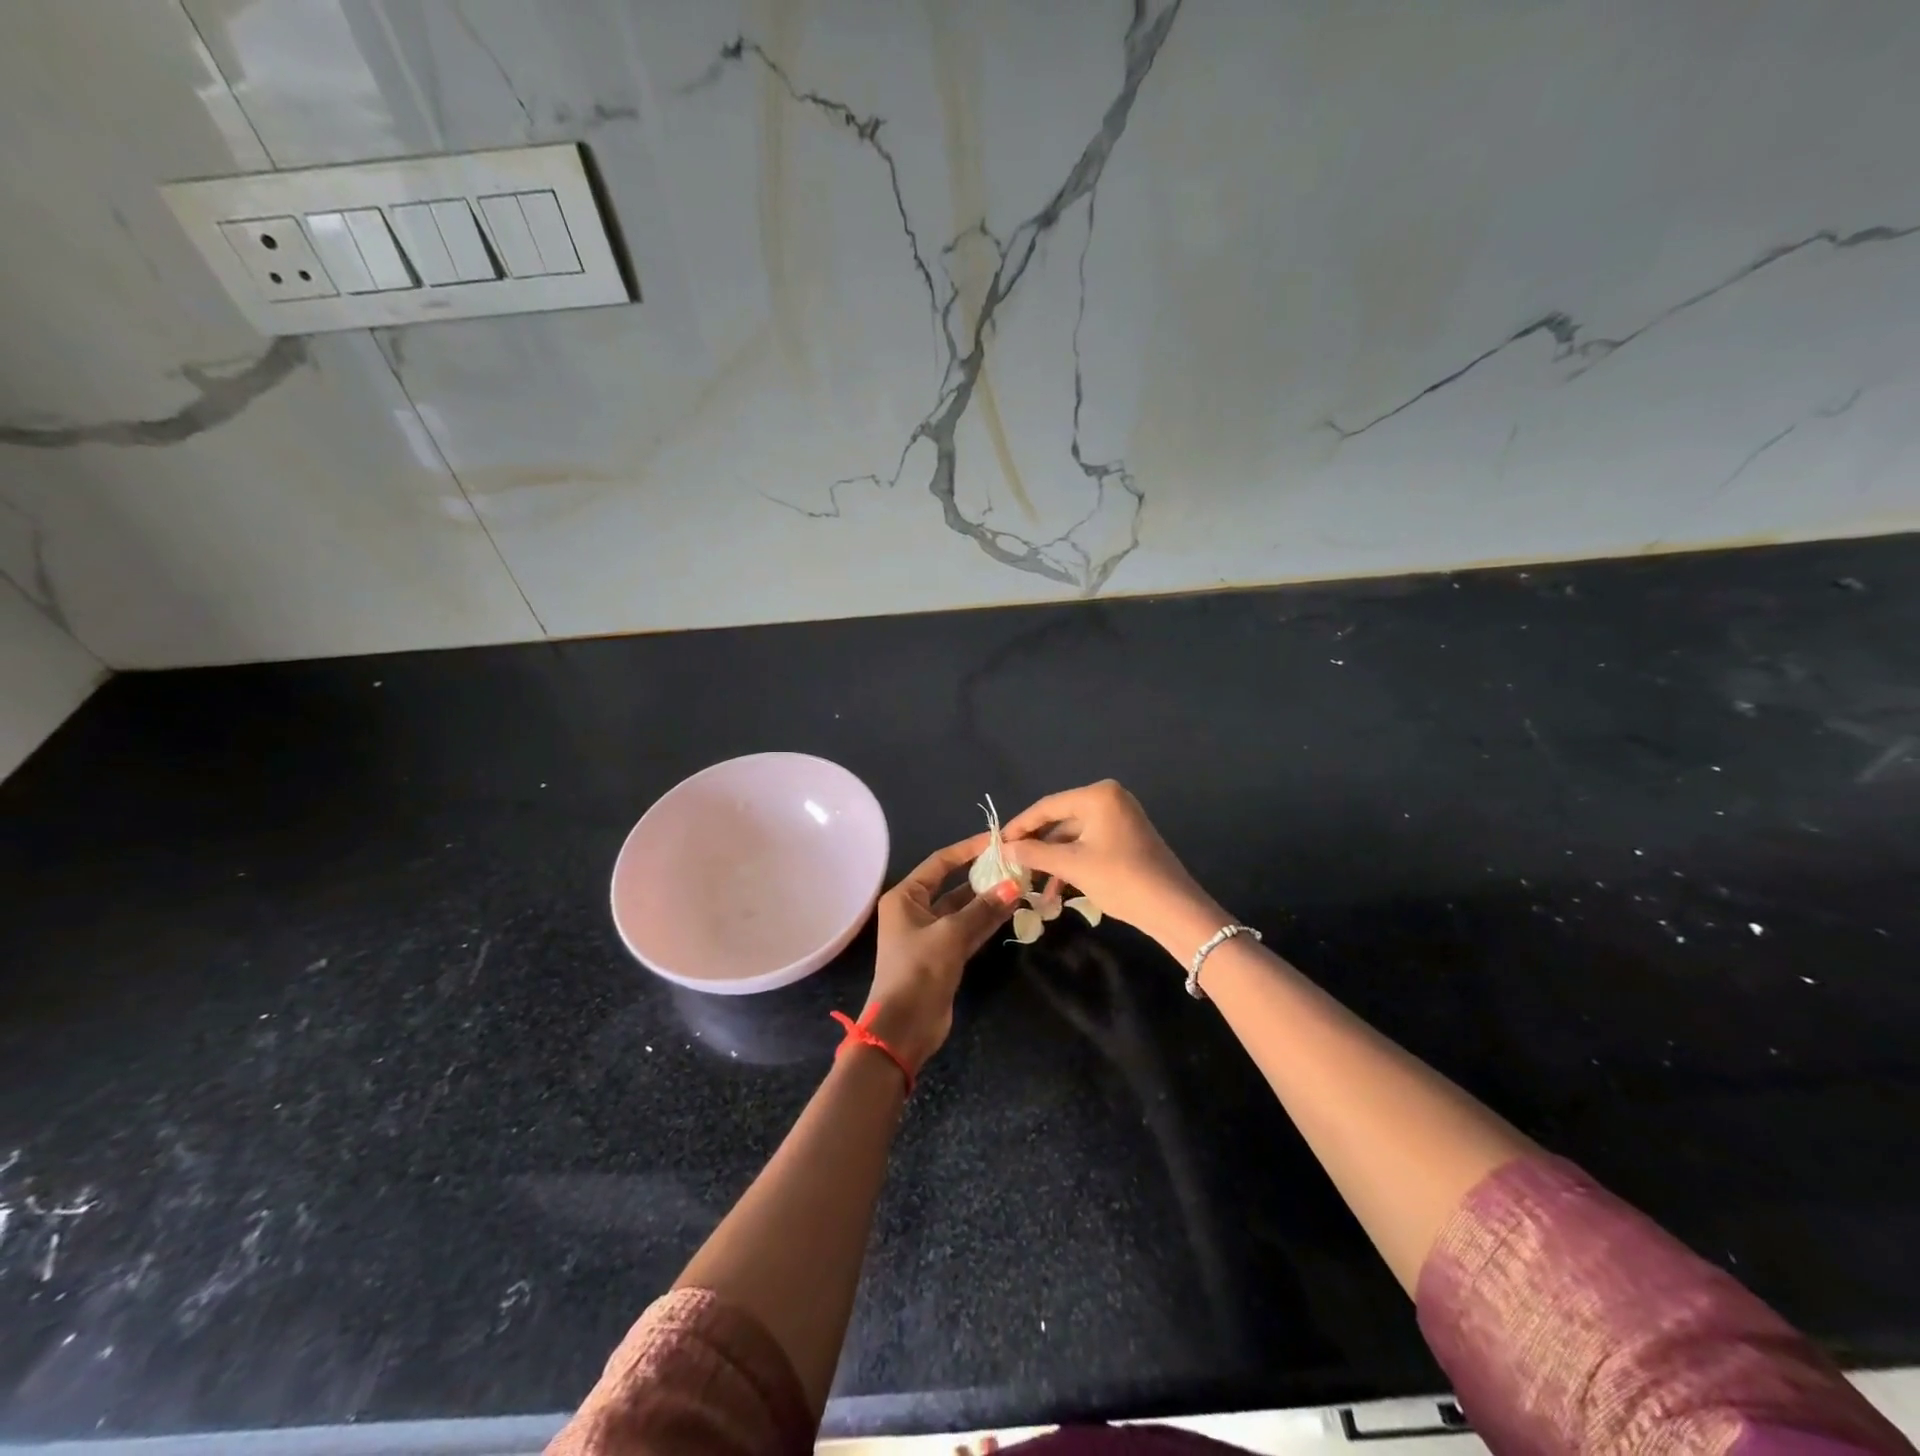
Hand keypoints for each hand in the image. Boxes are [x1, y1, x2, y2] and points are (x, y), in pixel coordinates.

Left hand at [861, 833, 1020, 1072]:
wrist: (904, 1026)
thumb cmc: (919, 970)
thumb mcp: (951, 934)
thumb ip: (983, 908)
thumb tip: (1013, 885)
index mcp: (905, 897)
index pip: (940, 863)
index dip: (967, 850)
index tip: (997, 841)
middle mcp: (915, 910)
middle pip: (953, 885)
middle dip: (983, 877)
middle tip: (1015, 864)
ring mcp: (931, 934)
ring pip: (964, 909)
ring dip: (989, 900)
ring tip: (1021, 884)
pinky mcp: (944, 956)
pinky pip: (969, 930)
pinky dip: (987, 921)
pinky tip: (1012, 909)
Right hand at [1001, 781, 1226, 956]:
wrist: (1173, 909)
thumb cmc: (1120, 878)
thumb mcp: (1072, 866)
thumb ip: (1034, 854)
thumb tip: (1004, 849)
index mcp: (1098, 795)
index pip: (1047, 806)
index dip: (1019, 826)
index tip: (996, 843)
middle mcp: (1110, 799)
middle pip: (1060, 820)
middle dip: (1036, 845)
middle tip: (1010, 863)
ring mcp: (1120, 818)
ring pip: (1073, 836)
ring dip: (1052, 859)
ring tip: (1029, 883)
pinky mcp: (1126, 839)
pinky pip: (1088, 844)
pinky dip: (1071, 863)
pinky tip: (1054, 889)